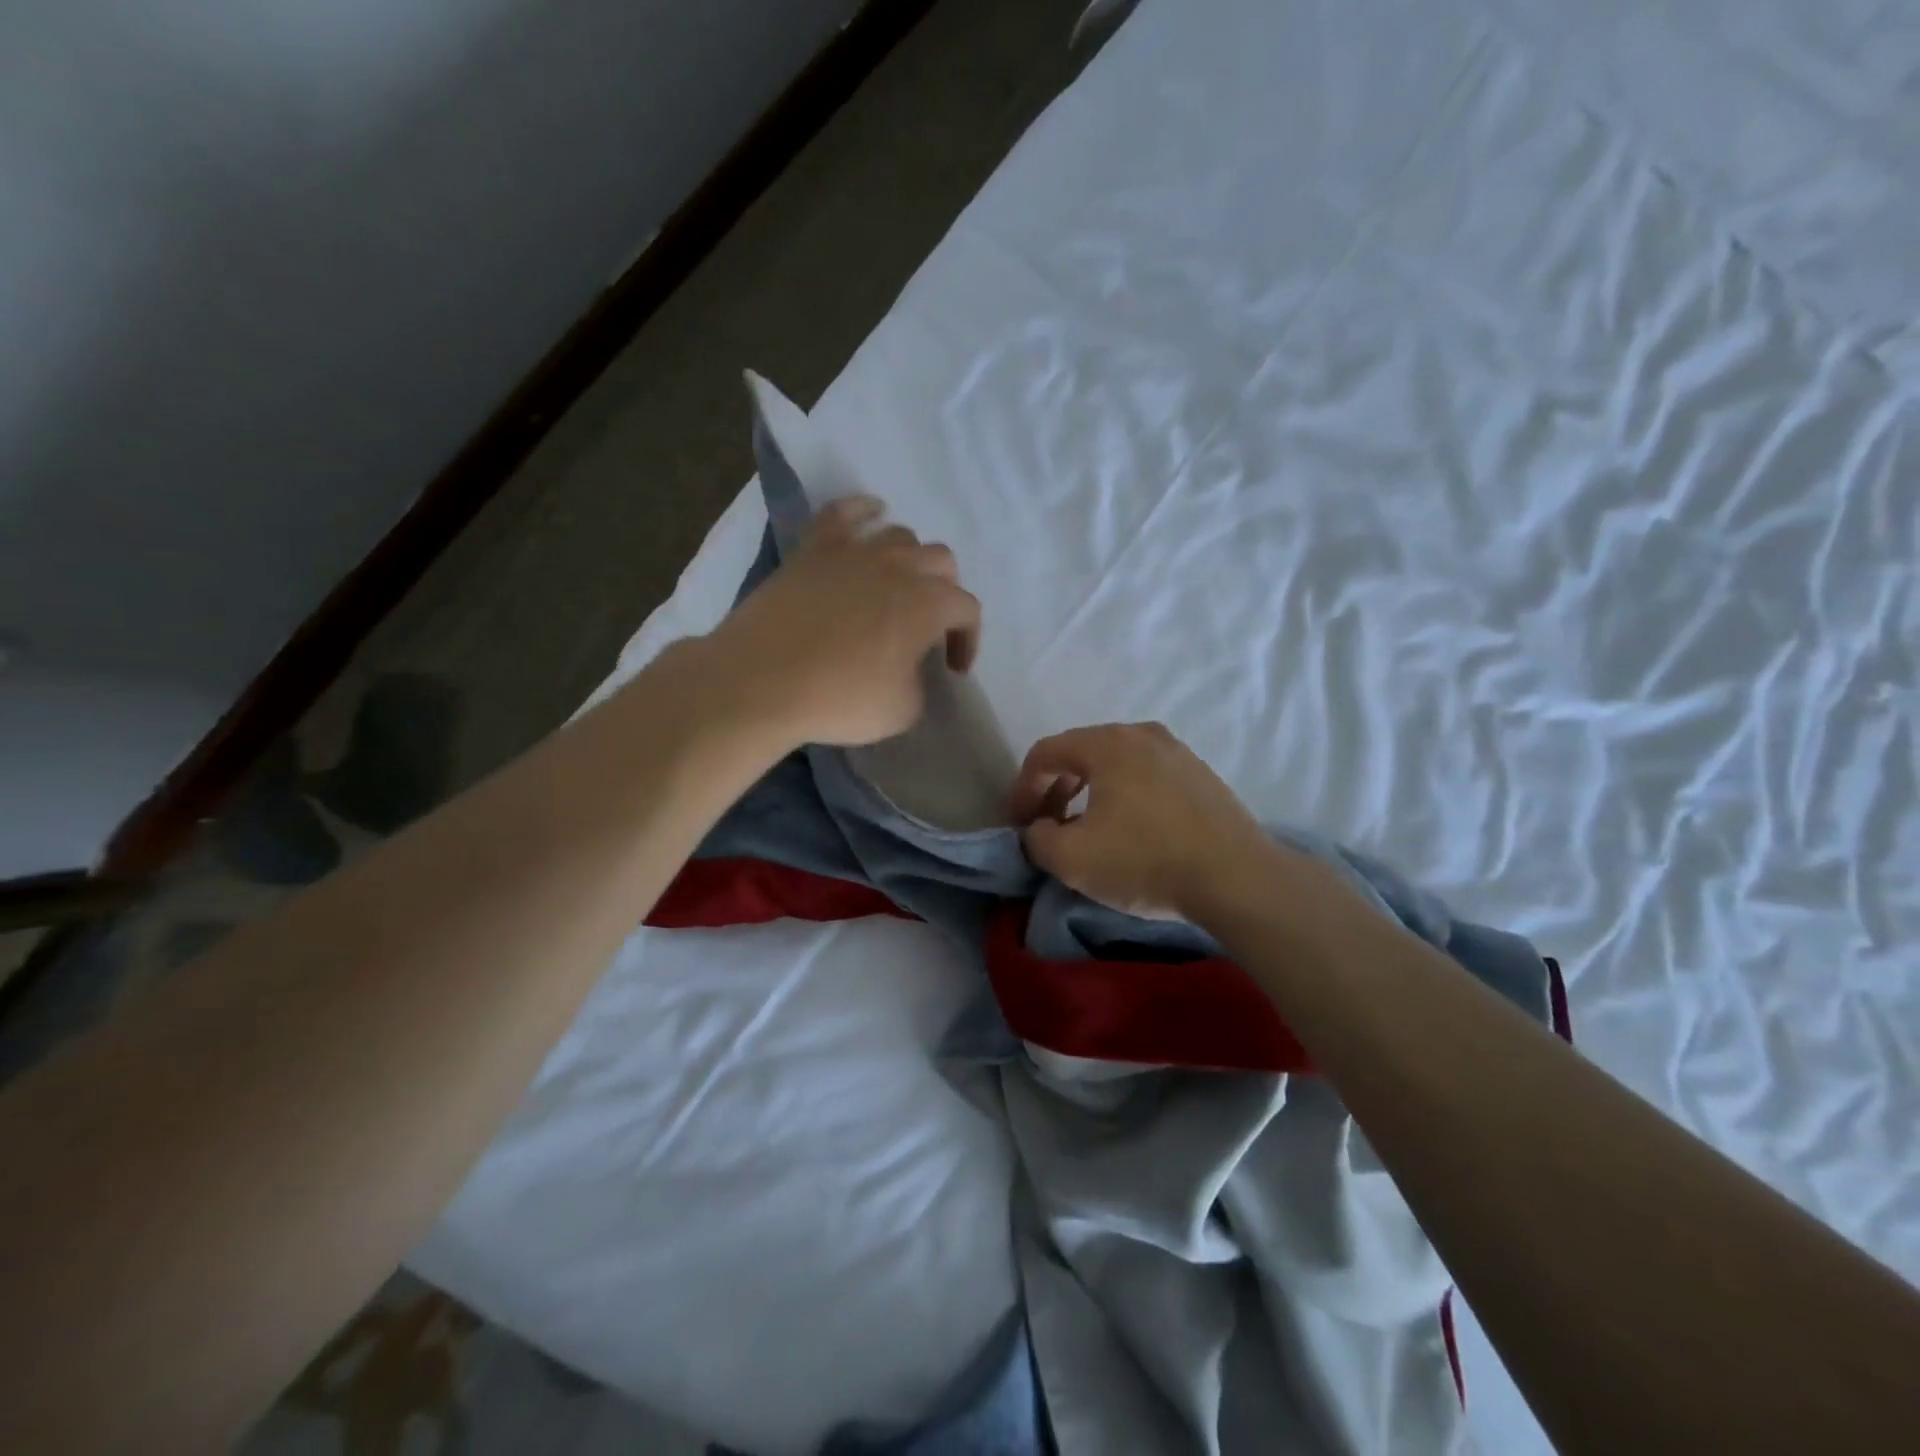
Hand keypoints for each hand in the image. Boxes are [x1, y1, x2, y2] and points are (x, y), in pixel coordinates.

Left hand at [708, 496, 981, 747]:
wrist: (762, 681)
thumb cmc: (839, 699)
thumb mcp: (902, 711)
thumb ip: (921, 685)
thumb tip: (911, 670)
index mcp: (929, 604)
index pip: (967, 610)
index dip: (967, 639)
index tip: (952, 668)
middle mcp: (900, 567)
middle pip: (942, 561)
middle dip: (945, 591)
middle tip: (928, 624)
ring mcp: (855, 551)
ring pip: (900, 535)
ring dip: (909, 558)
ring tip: (897, 584)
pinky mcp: (814, 549)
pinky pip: (844, 513)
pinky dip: (863, 510)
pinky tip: (871, 513)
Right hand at [1007, 722, 1279, 920]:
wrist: (1237, 878)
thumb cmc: (1145, 860)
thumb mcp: (1071, 859)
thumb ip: (1036, 839)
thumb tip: (1039, 831)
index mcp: (1107, 744)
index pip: (1046, 752)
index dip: (1022, 787)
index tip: (1019, 824)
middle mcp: (1142, 734)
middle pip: (1080, 754)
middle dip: (1055, 790)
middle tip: (1047, 827)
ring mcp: (1178, 752)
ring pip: (1116, 765)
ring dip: (1089, 794)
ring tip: (1086, 831)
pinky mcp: (1202, 776)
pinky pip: (1147, 777)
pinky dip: (1124, 797)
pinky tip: (1130, 832)